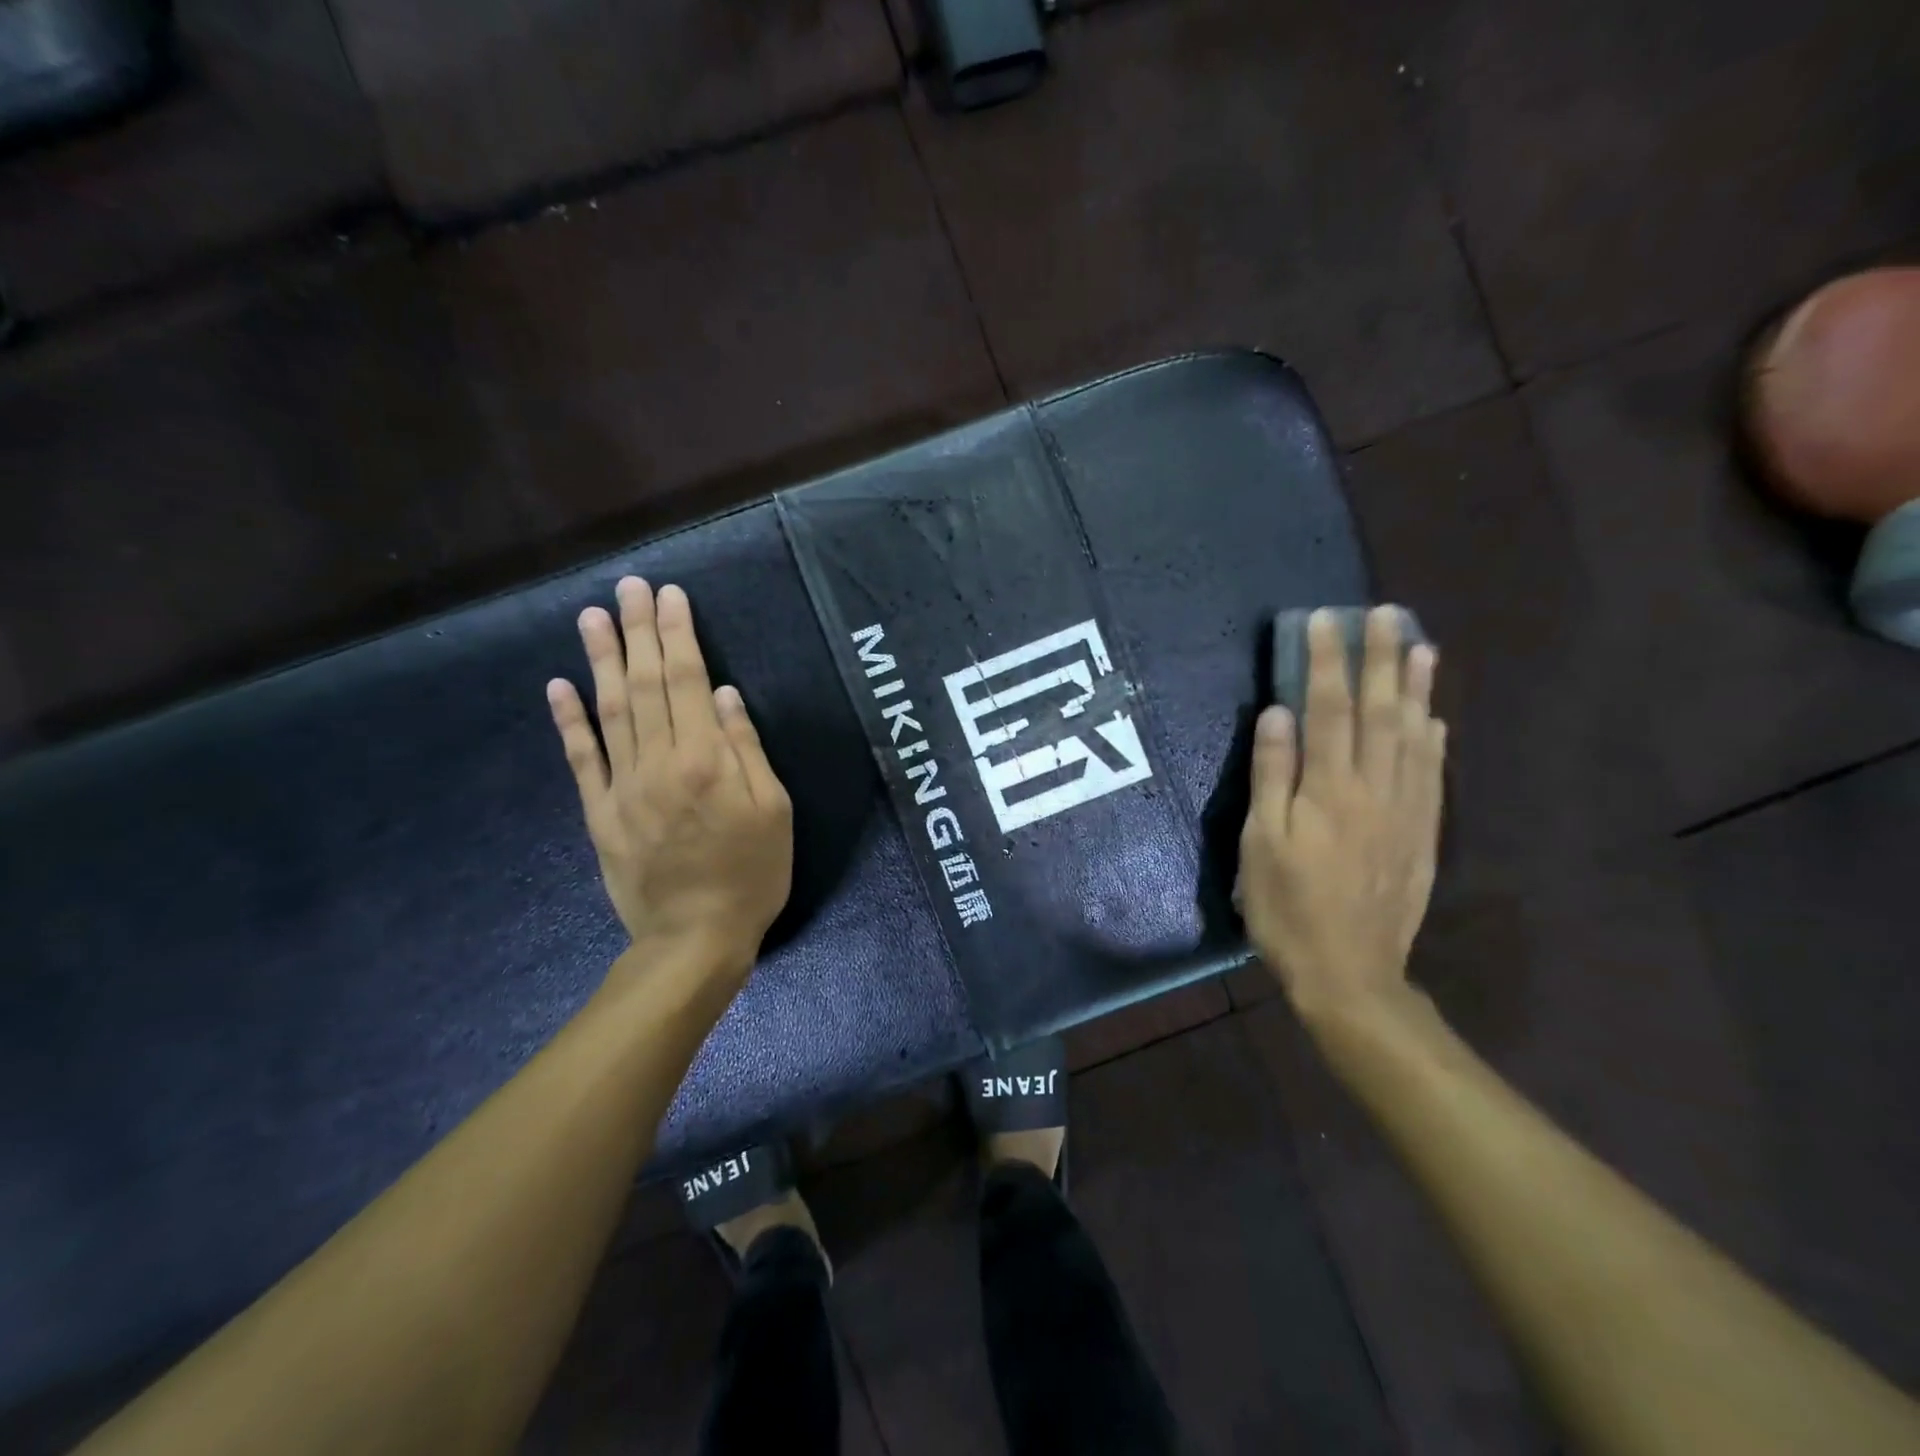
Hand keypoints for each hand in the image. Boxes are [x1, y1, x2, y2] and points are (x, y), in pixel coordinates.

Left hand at [546, 578, 792, 980]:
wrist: (694, 939)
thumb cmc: (751, 874)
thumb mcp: (774, 812)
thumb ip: (747, 750)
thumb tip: (723, 695)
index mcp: (706, 760)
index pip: (687, 681)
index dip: (678, 634)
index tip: (670, 595)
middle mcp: (658, 763)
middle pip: (646, 684)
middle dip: (638, 631)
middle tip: (628, 586)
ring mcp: (622, 787)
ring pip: (610, 711)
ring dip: (601, 660)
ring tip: (592, 617)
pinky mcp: (599, 813)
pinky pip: (581, 760)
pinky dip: (569, 721)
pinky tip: (559, 686)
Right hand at [1238, 606, 1445, 1028]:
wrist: (1350, 973)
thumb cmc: (1288, 908)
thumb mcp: (1262, 844)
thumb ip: (1272, 777)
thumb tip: (1278, 714)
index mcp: (1330, 791)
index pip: (1329, 710)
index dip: (1327, 662)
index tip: (1325, 620)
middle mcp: (1376, 790)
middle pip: (1380, 713)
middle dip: (1381, 659)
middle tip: (1386, 614)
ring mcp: (1405, 812)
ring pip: (1414, 737)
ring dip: (1417, 689)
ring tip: (1422, 648)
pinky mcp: (1422, 835)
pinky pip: (1431, 775)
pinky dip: (1433, 740)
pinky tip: (1435, 720)